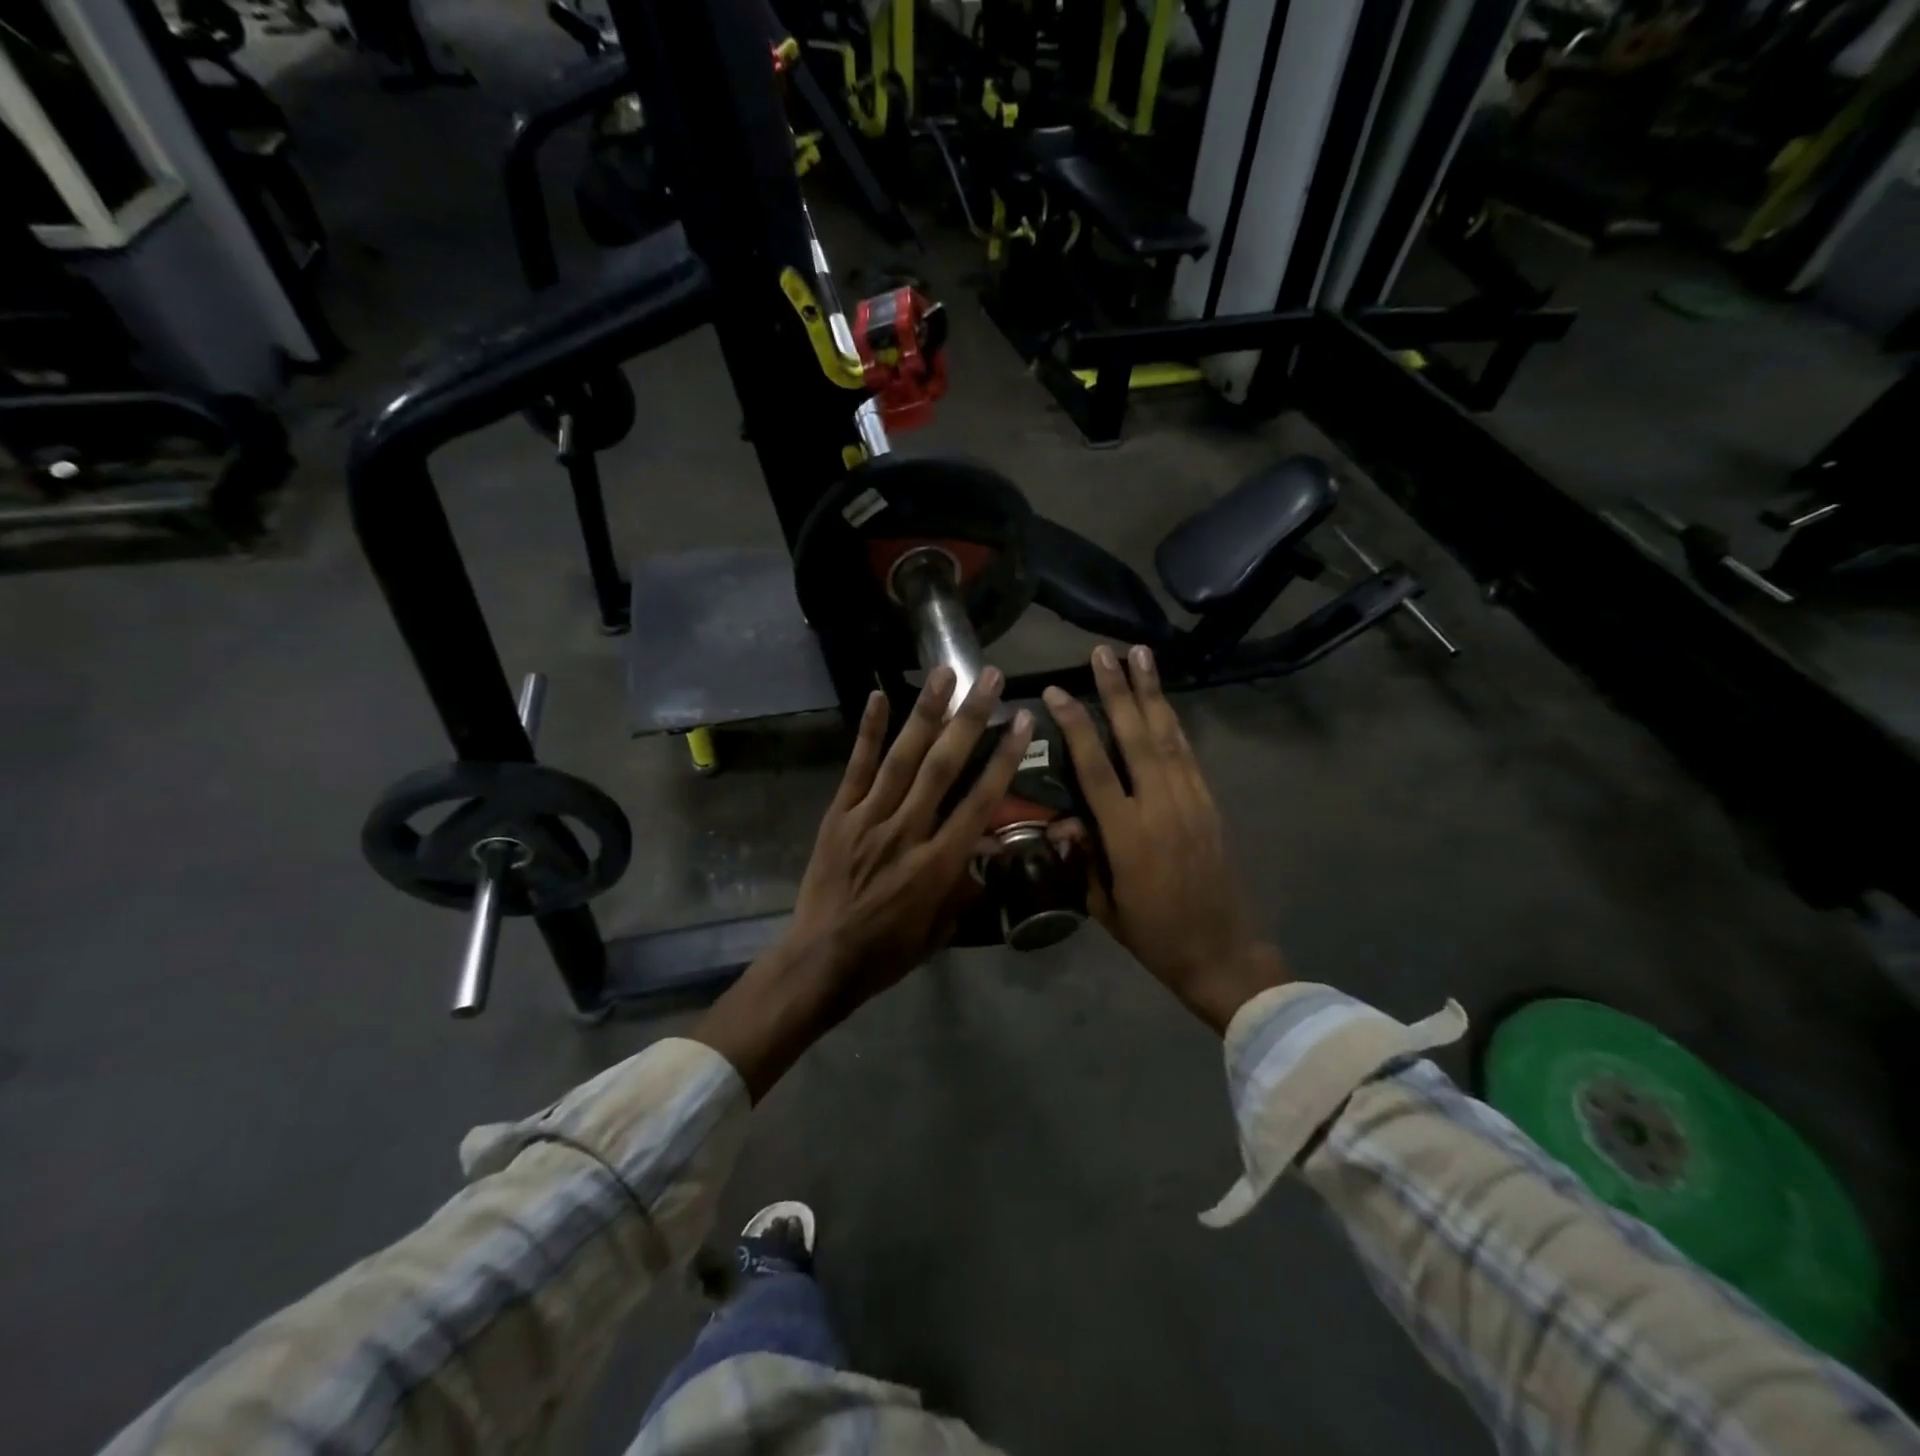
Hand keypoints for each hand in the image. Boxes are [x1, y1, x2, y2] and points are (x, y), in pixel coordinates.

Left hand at [694, 666, 1034, 1096]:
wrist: (820, 961)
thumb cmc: (887, 953)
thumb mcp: (940, 930)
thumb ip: (965, 887)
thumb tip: (987, 851)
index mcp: (937, 864)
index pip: (979, 801)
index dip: (1004, 758)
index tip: (1023, 720)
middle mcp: (906, 832)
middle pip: (943, 767)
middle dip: (970, 719)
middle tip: (989, 678)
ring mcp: (868, 819)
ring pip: (902, 758)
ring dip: (925, 713)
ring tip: (944, 673)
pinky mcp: (838, 815)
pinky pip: (856, 768)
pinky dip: (869, 732)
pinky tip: (879, 696)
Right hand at [1044, 645, 1285, 1033]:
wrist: (1219, 950)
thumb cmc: (1151, 932)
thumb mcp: (1102, 902)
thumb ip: (1081, 857)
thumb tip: (1062, 822)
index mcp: (1126, 835)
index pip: (1095, 768)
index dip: (1075, 727)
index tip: (1058, 692)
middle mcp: (1160, 807)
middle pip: (1136, 738)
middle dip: (1119, 691)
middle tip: (1105, 652)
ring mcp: (1190, 802)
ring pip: (1167, 737)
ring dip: (1152, 694)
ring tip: (1141, 655)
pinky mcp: (1208, 804)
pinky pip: (1188, 755)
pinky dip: (1173, 724)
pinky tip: (1163, 703)